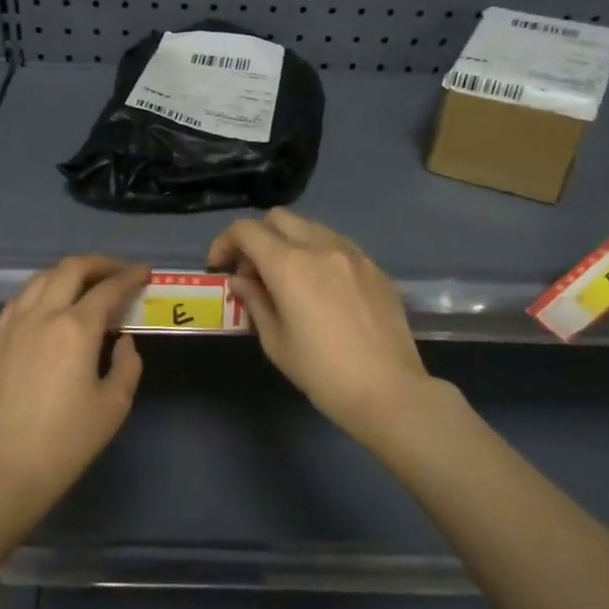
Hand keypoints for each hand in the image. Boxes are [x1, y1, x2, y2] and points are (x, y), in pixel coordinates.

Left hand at [0, 256, 148, 522]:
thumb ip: (127, 365)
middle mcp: (42, 315)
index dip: (130, 276)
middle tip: (119, 272)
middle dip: (100, 264)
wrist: (6, 469)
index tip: (145, 272)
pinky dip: (41, 291)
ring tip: (85, 284)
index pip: (108, 289)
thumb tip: (123, 342)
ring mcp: (12, 326)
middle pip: (71, 269)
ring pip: (40, 278)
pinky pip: (19, 300)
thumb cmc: (68, 441)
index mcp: (76, 328)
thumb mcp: (114, 405)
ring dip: (68, 273)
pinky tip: (49, 306)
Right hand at [208, 208, 434, 445]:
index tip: (220, 266)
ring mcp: (352, 254)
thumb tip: (241, 280)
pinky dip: (317, 253)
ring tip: (287, 279)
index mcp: (289, 264)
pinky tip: (320, 287)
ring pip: (310, 227)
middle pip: (278, 218)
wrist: (388, 390)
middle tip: (252, 271)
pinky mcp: (374, 267)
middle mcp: (320, 247)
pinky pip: (337, 244)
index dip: (225, 242)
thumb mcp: (275, 341)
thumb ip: (255, 301)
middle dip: (257, 237)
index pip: (246, 230)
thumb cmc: (321, 372)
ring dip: (288, 242)